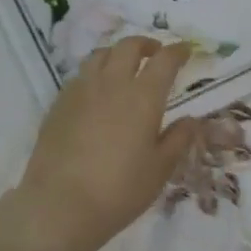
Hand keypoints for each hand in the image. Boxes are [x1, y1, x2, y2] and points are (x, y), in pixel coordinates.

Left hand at [3, 37, 198, 250]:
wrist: (60, 205)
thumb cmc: (119, 190)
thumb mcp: (160, 169)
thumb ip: (178, 139)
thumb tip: (192, 120)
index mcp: (143, 96)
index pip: (164, 60)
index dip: (178, 51)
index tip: (186, 50)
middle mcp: (112, 84)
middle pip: (128, 47)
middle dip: (146, 44)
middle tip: (156, 53)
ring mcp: (81, 91)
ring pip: (100, 55)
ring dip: (117, 54)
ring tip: (125, 67)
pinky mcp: (58, 104)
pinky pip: (80, 76)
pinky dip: (95, 73)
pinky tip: (98, 93)